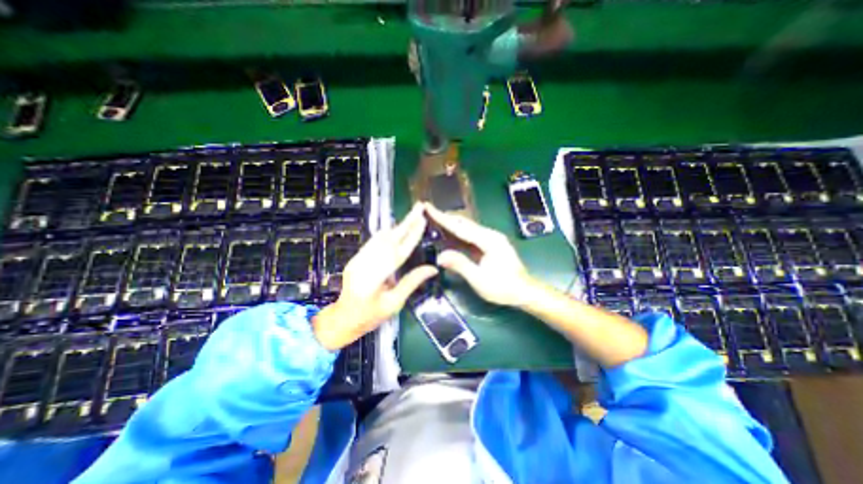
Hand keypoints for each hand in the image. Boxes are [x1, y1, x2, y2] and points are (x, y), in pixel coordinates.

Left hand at [311, 203, 438, 349]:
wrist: (342, 318)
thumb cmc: (370, 317)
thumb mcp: (394, 304)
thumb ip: (412, 283)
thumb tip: (432, 268)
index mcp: (373, 281)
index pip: (397, 254)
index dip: (411, 236)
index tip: (422, 221)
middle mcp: (363, 266)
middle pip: (388, 239)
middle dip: (406, 222)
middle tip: (419, 208)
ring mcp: (357, 260)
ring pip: (380, 237)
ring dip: (397, 226)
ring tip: (412, 215)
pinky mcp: (355, 258)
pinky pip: (373, 242)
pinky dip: (387, 233)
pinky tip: (397, 227)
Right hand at [423, 202, 536, 306]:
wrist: (524, 291)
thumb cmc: (503, 287)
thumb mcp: (479, 279)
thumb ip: (460, 265)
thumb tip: (440, 256)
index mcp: (488, 240)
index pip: (460, 226)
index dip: (442, 218)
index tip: (428, 208)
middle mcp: (490, 234)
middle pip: (463, 222)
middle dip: (445, 217)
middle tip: (427, 212)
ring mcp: (491, 238)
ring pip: (467, 227)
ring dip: (451, 223)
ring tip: (434, 219)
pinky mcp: (491, 243)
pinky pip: (471, 234)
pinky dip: (458, 231)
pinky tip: (449, 233)